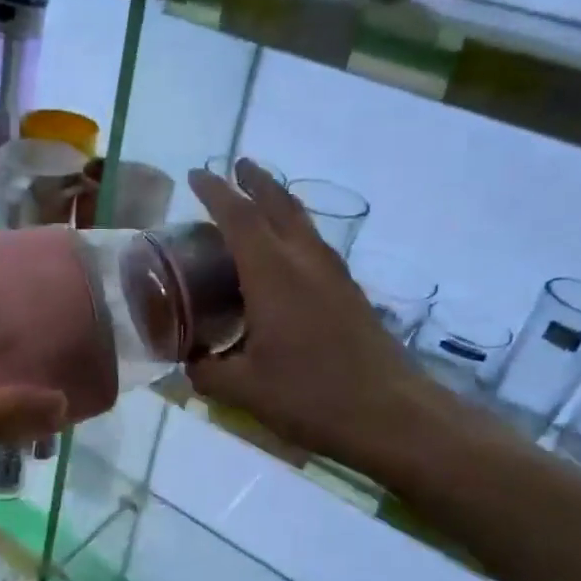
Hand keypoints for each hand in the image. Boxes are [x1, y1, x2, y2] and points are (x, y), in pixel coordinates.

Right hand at [187, 162, 479, 478]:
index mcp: (273, 275)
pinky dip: (294, 232)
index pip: (238, 218)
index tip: (196, 174)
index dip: (215, 193)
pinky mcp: (349, 293)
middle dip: (256, 181)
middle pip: (280, 205)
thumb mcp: (243, 389)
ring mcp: (334, 276)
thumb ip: (207, 372)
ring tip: (259, 200)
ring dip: (279, 202)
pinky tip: (286, 256)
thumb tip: (190, 363)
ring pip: (303, 222)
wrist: (390, 414)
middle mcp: (305, 262)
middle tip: (236, 166)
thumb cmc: (310, 396)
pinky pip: (315, 246)